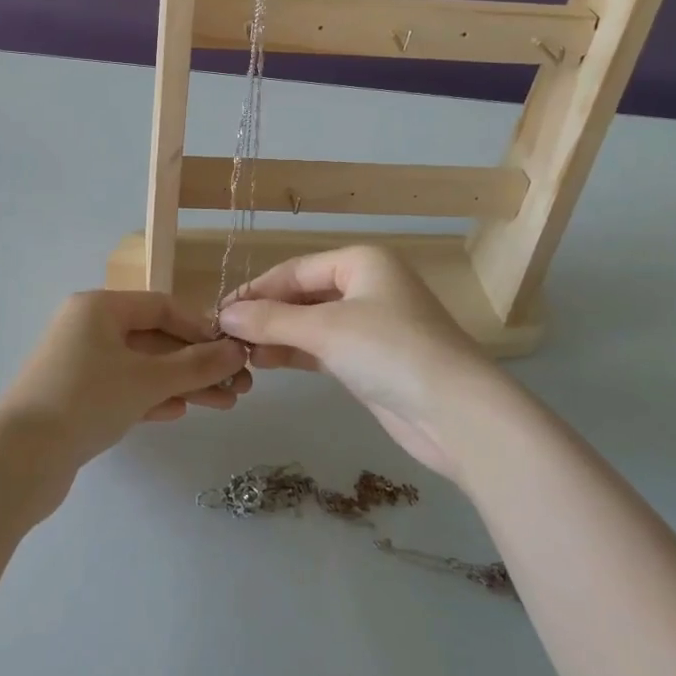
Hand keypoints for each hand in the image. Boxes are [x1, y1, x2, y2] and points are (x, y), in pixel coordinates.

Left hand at [0, 292, 250, 474]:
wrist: (19, 459)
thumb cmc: (86, 400)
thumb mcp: (147, 379)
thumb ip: (196, 365)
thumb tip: (238, 351)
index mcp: (99, 307)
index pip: (162, 306)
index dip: (201, 327)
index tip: (233, 351)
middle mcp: (88, 328)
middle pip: (154, 338)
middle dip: (197, 362)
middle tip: (238, 386)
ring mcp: (80, 364)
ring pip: (142, 367)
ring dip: (182, 383)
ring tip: (224, 404)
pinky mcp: (76, 398)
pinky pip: (124, 389)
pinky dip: (152, 397)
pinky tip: (179, 412)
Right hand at [218, 246, 506, 479]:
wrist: (456, 414)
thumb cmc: (390, 352)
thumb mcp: (325, 330)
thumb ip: (271, 320)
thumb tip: (224, 314)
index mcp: (361, 262)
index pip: (294, 270)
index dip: (256, 290)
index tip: (219, 312)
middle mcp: (367, 286)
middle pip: (303, 295)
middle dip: (265, 314)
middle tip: (225, 336)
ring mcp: (371, 324)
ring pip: (311, 323)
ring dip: (277, 335)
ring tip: (239, 353)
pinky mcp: (371, 360)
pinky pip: (323, 347)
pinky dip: (295, 353)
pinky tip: (265, 363)